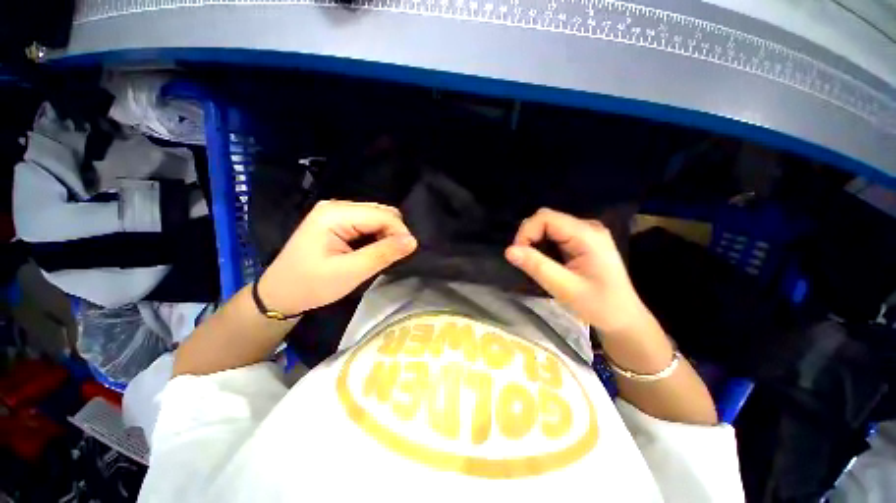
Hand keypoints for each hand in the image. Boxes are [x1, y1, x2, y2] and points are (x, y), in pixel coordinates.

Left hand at [258, 200, 416, 313]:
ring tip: (382, 255)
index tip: (406, 254)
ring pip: (377, 217)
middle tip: (392, 257)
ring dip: (386, 235)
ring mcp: (336, 212)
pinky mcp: (338, 221)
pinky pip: (368, 223)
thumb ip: (383, 254)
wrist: (281, 294)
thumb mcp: (350, 272)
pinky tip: (373, 250)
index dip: (399, 232)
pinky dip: (377, 236)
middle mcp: (337, 206)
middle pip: (381, 212)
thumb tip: (413, 241)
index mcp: (335, 214)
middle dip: (394, 232)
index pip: (382, 215)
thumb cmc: (312, 285)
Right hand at [505, 208, 651, 336]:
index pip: (545, 217)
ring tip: (536, 264)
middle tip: (526, 262)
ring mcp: (587, 232)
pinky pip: (556, 234)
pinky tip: (547, 262)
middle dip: (529, 237)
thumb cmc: (598, 305)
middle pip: (547, 219)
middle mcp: (587, 227)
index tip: (519, 256)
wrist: (624, 319)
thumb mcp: (564, 288)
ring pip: (549, 226)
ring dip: (536, 242)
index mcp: (587, 234)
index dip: (526, 233)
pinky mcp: (584, 240)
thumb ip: (536, 266)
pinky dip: (544, 245)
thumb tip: (508, 251)